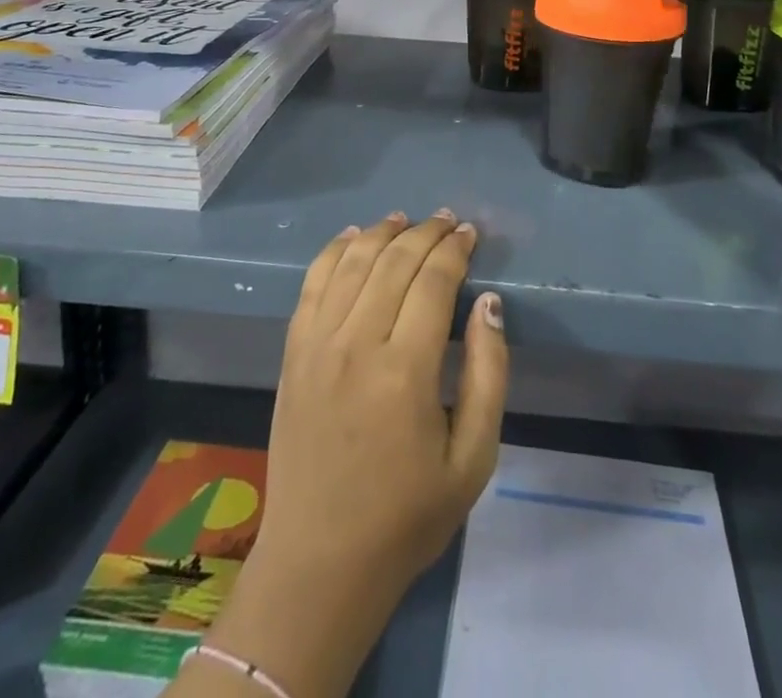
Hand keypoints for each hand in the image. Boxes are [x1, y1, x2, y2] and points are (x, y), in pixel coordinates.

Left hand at [201, 212, 507, 697]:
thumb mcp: (473, 458)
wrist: (320, 562)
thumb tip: (489, 303)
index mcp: (405, 371)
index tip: (470, 232)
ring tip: (405, 219)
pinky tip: (351, 236)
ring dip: (381, 233)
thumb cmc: (406, 516)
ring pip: (352, 263)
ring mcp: (317, 345)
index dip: (454, 249)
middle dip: (425, 233)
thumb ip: (488, 373)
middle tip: (447, 220)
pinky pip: (312, 284)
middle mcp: (357, 344)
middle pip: (394, 262)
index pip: (433, 281)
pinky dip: (333, 252)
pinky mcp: (293, 353)